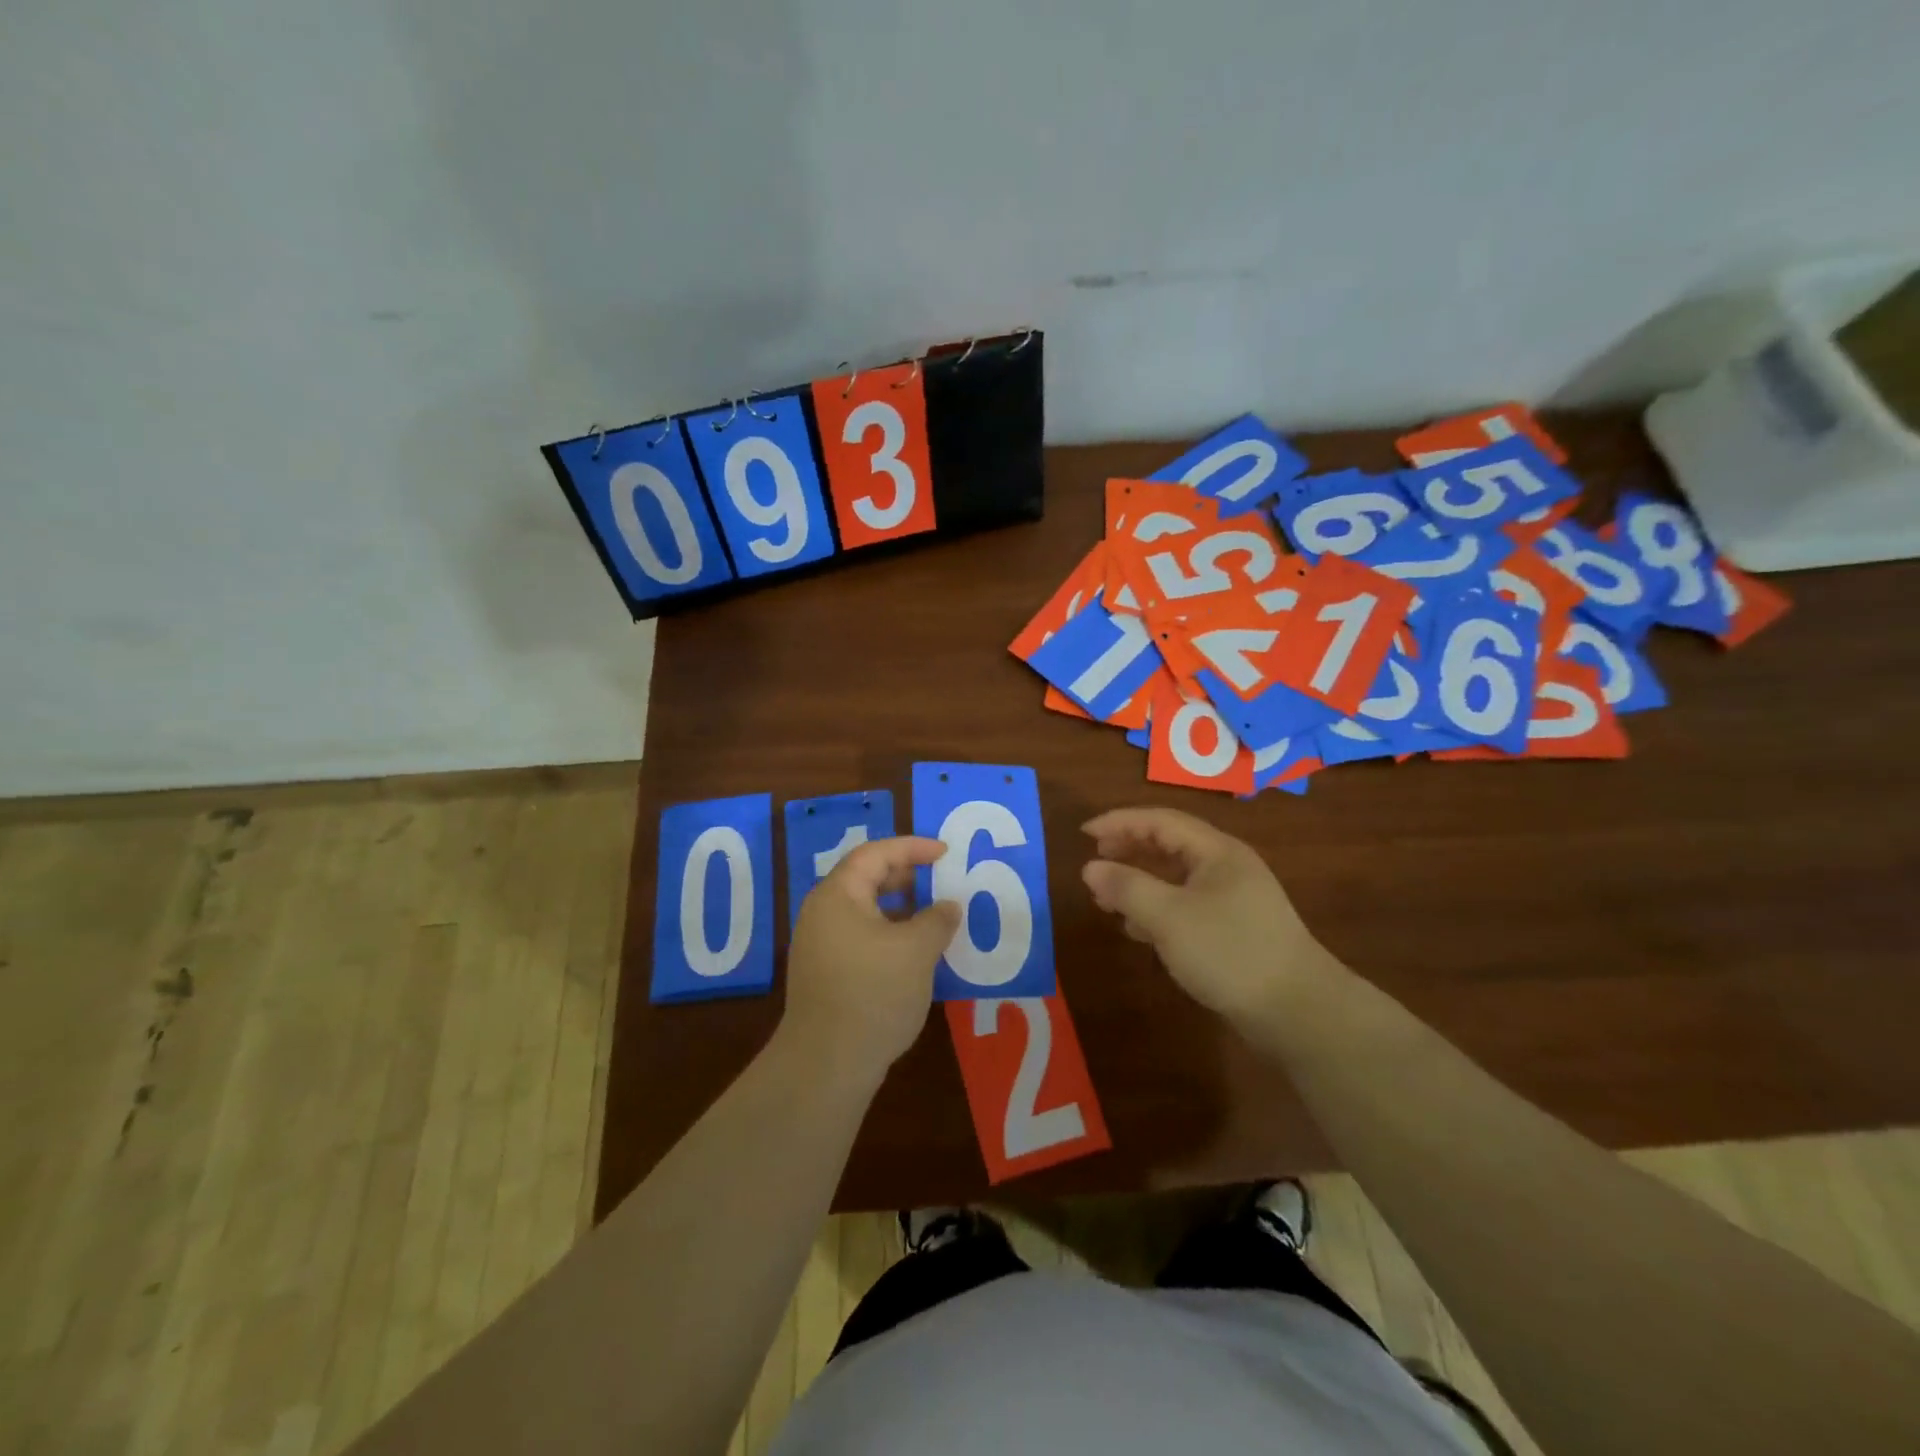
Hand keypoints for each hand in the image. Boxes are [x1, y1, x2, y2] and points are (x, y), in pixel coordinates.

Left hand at [781, 836, 961, 1080]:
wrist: (827, 1063)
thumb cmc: (873, 992)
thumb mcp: (916, 950)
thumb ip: (937, 919)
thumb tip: (948, 906)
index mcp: (838, 895)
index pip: (875, 854)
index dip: (912, 848)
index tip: (946, 853)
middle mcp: (823, 913)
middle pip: (866, 878)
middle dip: (906, 876)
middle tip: (941, 879)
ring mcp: (821, 945)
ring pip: (866, 910)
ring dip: (901, 908)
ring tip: (934, 916)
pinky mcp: (827, 973)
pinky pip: (862, 936)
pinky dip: (890, 933)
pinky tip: (915, 953)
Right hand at [1081, 806, 1339, 1027]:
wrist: (1298, 1011)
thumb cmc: (1230, 951)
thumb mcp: (1169, 917)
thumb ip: (1127, 888)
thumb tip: (1090, 867)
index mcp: (1217, 852)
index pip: (1161, 821)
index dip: (1120, 822)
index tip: (1084, 834)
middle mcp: (1227, 867)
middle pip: (1170, 846)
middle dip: (1129, 851)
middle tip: (1094, 863)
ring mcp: (1234, 900)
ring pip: (1176, 879)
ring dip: (1140, 884)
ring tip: (1107, 901)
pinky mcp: (1234, 930)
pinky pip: (1186, 907)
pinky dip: (1157, 911)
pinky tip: (1138, 930)